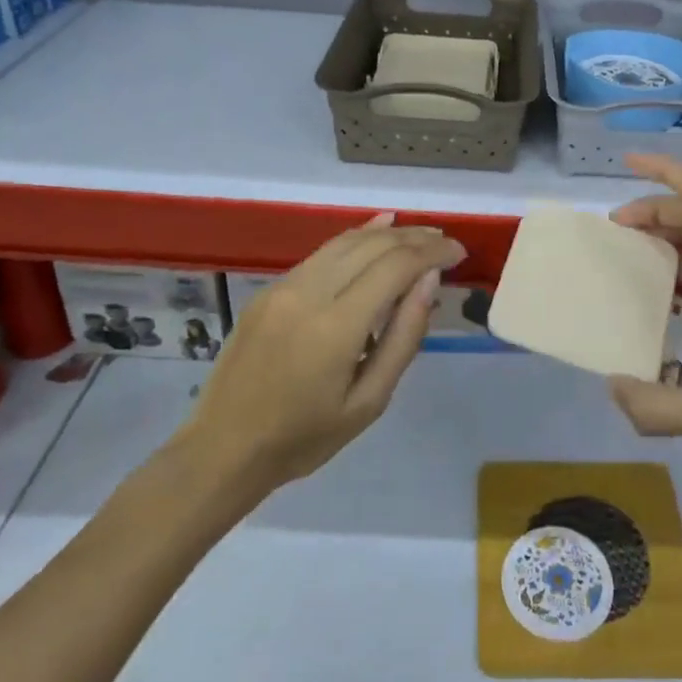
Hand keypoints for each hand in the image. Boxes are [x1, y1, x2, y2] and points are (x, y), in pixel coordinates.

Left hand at [180, 215, 465, 500]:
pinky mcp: (270, 289)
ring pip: (346, 241)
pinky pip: (322, 252)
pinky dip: (356, 239)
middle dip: (415, 237)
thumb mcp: (368, 402)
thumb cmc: (303, 438)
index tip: (459, 252)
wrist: (222, 449)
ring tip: (420, 234)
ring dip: (388, 233)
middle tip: (446, 241)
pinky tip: (377, 232)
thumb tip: (430, 281)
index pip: (395, 267)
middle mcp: (308, 293)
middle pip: (373, 245)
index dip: (432, 253)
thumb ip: (404, 337)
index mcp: (335, 327)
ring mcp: (284, 287)